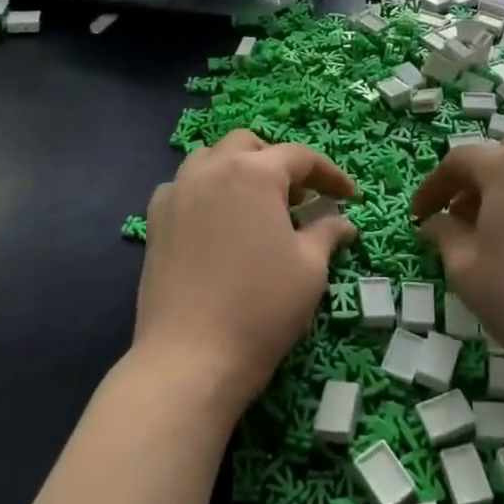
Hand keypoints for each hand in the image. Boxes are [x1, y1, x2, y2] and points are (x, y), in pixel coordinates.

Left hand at [136, 130, 355, 411]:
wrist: (190, 358)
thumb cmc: (261, 307)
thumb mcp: (309, 269)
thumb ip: (327, 233)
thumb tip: (342, 222)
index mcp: (254, 172)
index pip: (300, 157)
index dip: (329, 174)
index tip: (348, 196)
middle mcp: (212, 169)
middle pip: (249, 145)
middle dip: (279, 163)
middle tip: (300, 198)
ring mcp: (178, 192)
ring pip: (211, 159)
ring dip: (238, 170)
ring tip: (257, 205)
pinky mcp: (155, 220)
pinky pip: (184, 187)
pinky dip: (205, 191)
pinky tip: (217, 222)